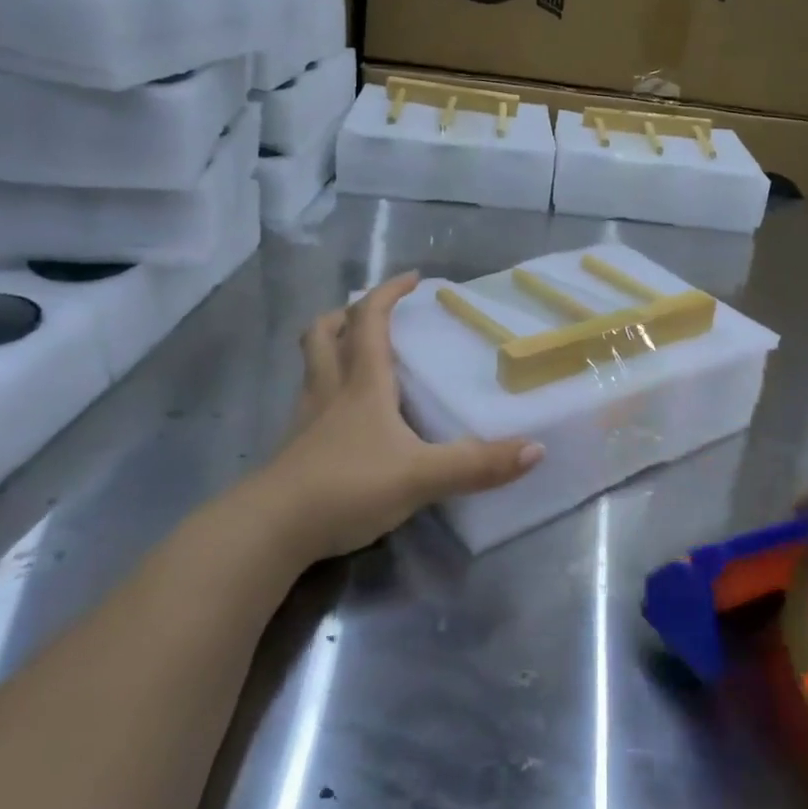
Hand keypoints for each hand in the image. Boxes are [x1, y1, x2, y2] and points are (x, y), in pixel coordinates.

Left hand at [267, 273, 544, 559]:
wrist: (271, 530)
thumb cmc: (348, 486)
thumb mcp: (421, 476)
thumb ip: (477, 464)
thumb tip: (536, 449)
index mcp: (362, 383)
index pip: (370, 320)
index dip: (389, 293)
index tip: (412, 278)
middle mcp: (330, 391)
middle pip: (324, 333)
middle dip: (347, 313)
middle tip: (372, 313)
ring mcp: (306, 420)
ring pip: (312, 365)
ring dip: (331, 346)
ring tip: (358, 354)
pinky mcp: (295, 449)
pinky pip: (310, 401)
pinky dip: (327, 389)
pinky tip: (345, 416)